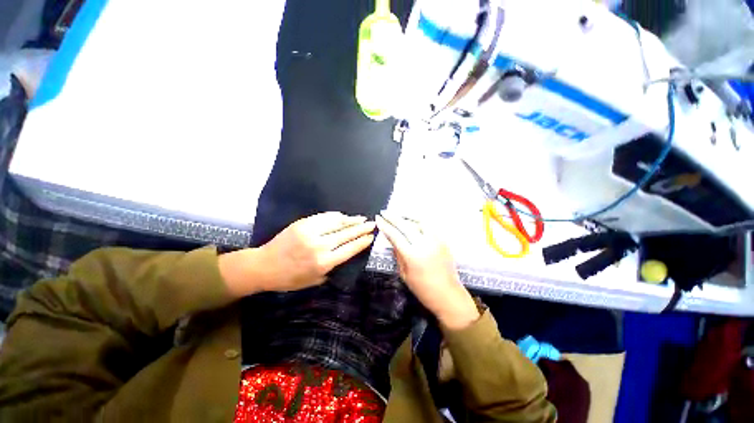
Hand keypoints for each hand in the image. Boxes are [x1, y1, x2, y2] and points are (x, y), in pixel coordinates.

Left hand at [220, 212, 374, 296]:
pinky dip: (337, 216)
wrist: (264, 266)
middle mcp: (321, 246)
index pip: (350, 249)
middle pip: (347, 234)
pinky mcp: (303, 223)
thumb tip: (345, 255)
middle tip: (373, 224)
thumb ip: (332, 269)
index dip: (362, 241)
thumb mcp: (314, 281)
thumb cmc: (290, 278)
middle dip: (362, 228)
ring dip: (352, 220)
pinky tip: (344, 216)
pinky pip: (324, 217)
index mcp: (324, 263)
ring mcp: (311, 232)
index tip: (371, 236)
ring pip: (338, 223)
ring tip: (362, 218)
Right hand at [376, 213, 478, 329]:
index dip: (385, 226)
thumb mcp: (404, 273)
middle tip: (385, 212)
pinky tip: (413, 221)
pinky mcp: (443, 241)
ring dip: (407, 216)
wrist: (448, 295)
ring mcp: (435, 241)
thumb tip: (391, 239)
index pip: (395, 235)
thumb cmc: (423, 289)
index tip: (378, 219)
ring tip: (399, 214)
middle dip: (393, 217)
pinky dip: (419, 221)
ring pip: (419, 221)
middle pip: (405, 225)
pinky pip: (429, 226)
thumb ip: (397, 254)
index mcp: (412, 255)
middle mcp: (424, 244)